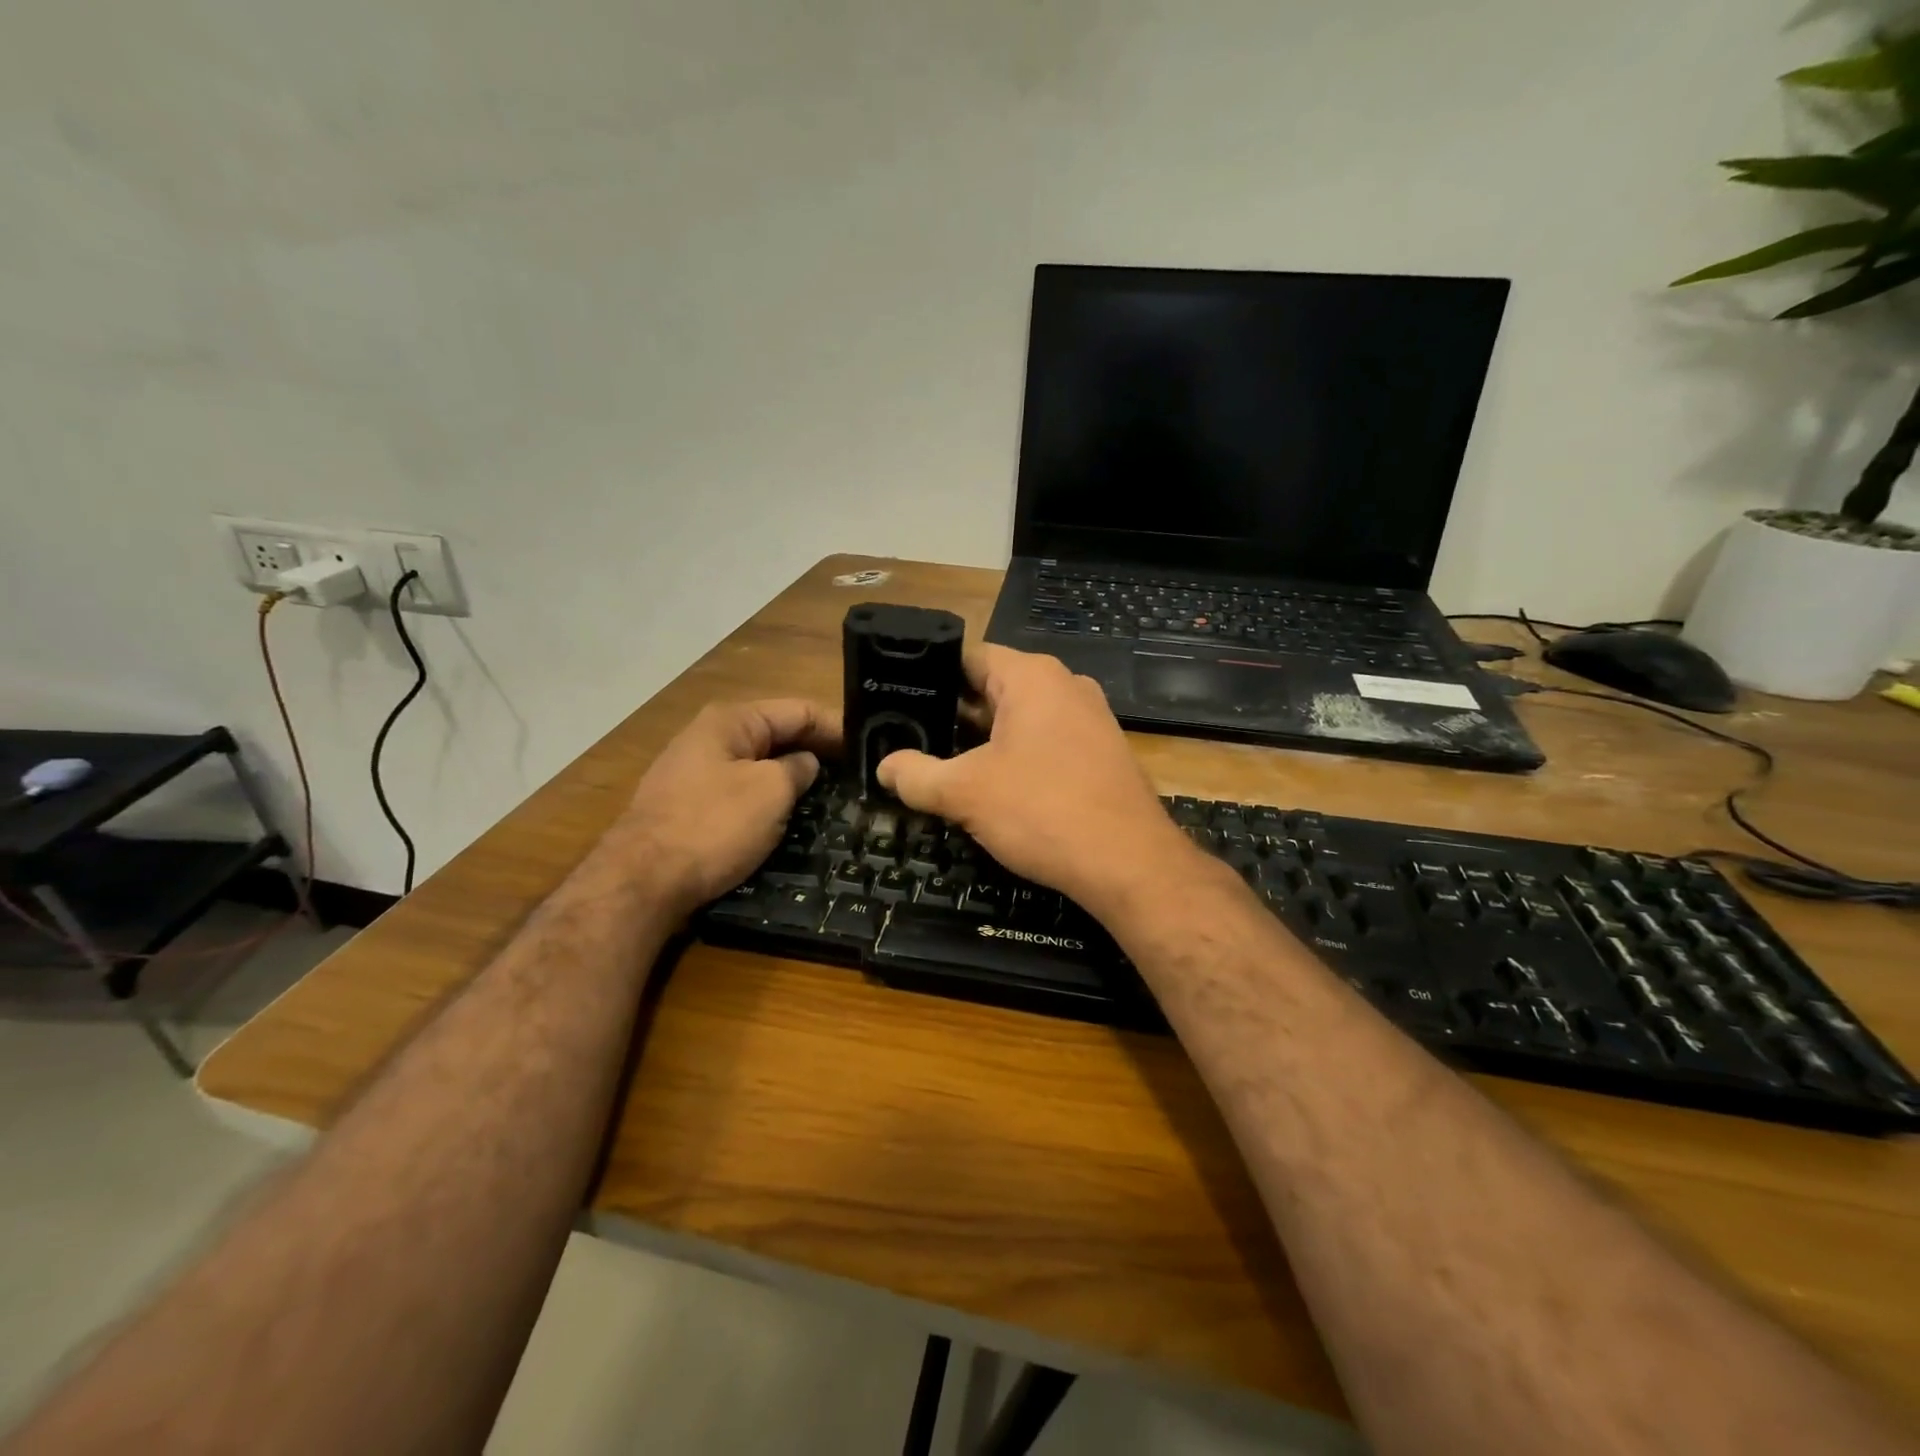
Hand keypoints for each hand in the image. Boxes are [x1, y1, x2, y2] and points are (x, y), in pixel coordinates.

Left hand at [611, 700, 840, 916]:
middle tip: (858, 774)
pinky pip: (742, 789)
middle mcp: (711, 736)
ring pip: (760, 764)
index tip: (870, 750)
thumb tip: (806, 764)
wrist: (640, 881)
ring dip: (793, 776)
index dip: (837, 727)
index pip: (799, 710)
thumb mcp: (770, 792)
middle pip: (778, 734)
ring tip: (831, 795)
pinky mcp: (689, 804)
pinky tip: (789, 814)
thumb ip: (798, 769)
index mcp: (732, 720)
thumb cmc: (712, 826)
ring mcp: (696, 771)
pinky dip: (769, 796)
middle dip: (817, 751)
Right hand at [877, 644, 1197, 915]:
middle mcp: (1066, 686)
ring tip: (947, 768)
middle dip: (956, 716)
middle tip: (914, 742)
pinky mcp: (1103, 753)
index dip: (931, 678)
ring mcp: (1091, 719)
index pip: (969, 657)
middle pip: (996, 688)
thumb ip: (916, 775)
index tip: (900, 702)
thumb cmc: (1042, 811)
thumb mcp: (965, 793)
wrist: (1129, 863)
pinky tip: (997, 790)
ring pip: (1022, 719)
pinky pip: (1049, 742)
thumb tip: (885, 768)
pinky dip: (1020, 758)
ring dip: (986, 741)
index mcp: (1032, 676)